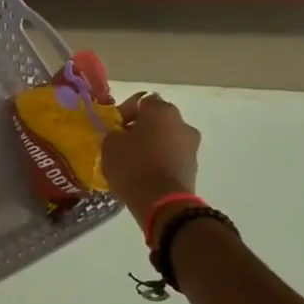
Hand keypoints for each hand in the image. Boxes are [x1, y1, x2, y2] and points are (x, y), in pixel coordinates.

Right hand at [98, 91, 200, 227]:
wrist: (161, 202)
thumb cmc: (133, 165)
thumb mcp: (110, 143)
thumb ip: (114, 132)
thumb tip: (121, 134)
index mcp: (162, 111)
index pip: (142, 101)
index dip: (125, 112)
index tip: (113, 127)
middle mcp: (182, 124)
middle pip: (157, 120)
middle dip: (140, 129)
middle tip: (122, 143)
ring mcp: (192, 147)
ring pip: (166, 139)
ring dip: (151, 145)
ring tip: (133, 161)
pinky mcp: (193, 168)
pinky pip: (171, 157)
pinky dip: (159, 160)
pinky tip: (144, 173)